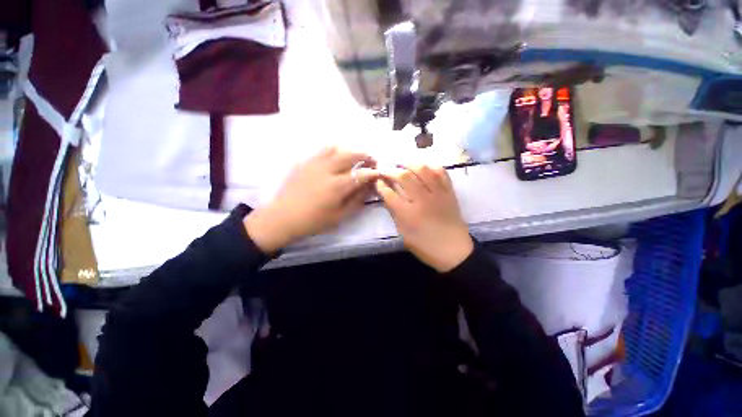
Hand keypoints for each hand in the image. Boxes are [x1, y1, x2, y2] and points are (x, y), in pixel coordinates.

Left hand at [244, 147, 377, 252]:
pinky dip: (334, 150)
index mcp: (337, 186)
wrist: (283, 217)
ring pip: (337, 148)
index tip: (379, 173)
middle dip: (365, 156)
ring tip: (355, 157)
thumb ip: (356, 200)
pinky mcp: (304, 162)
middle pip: (351, 154)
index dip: (373, 172)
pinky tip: (336, 157)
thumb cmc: (313, 221)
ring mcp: (314, 163)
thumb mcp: (339, 215)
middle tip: (371, 161)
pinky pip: (322, 150)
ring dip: (350, 150)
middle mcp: (327, 169)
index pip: (361, 174)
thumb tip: (368, 187)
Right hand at [376, 165, 473, 271]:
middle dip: (391, 171)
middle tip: (386, 169)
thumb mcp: (404, 234)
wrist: (454, 251)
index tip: (377, 180)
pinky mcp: (449, 192)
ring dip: (410, 164)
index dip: (381, 185)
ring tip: (403, 164)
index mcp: (408, 214)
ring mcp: (437, 194)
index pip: (389, 194)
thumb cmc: (425, 246)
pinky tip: (425, 168)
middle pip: (404, 177)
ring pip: (422, 170)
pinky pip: (441, 173)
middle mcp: (422, 200)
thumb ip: (395, 214)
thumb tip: (388, 197)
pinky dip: (432, 167)